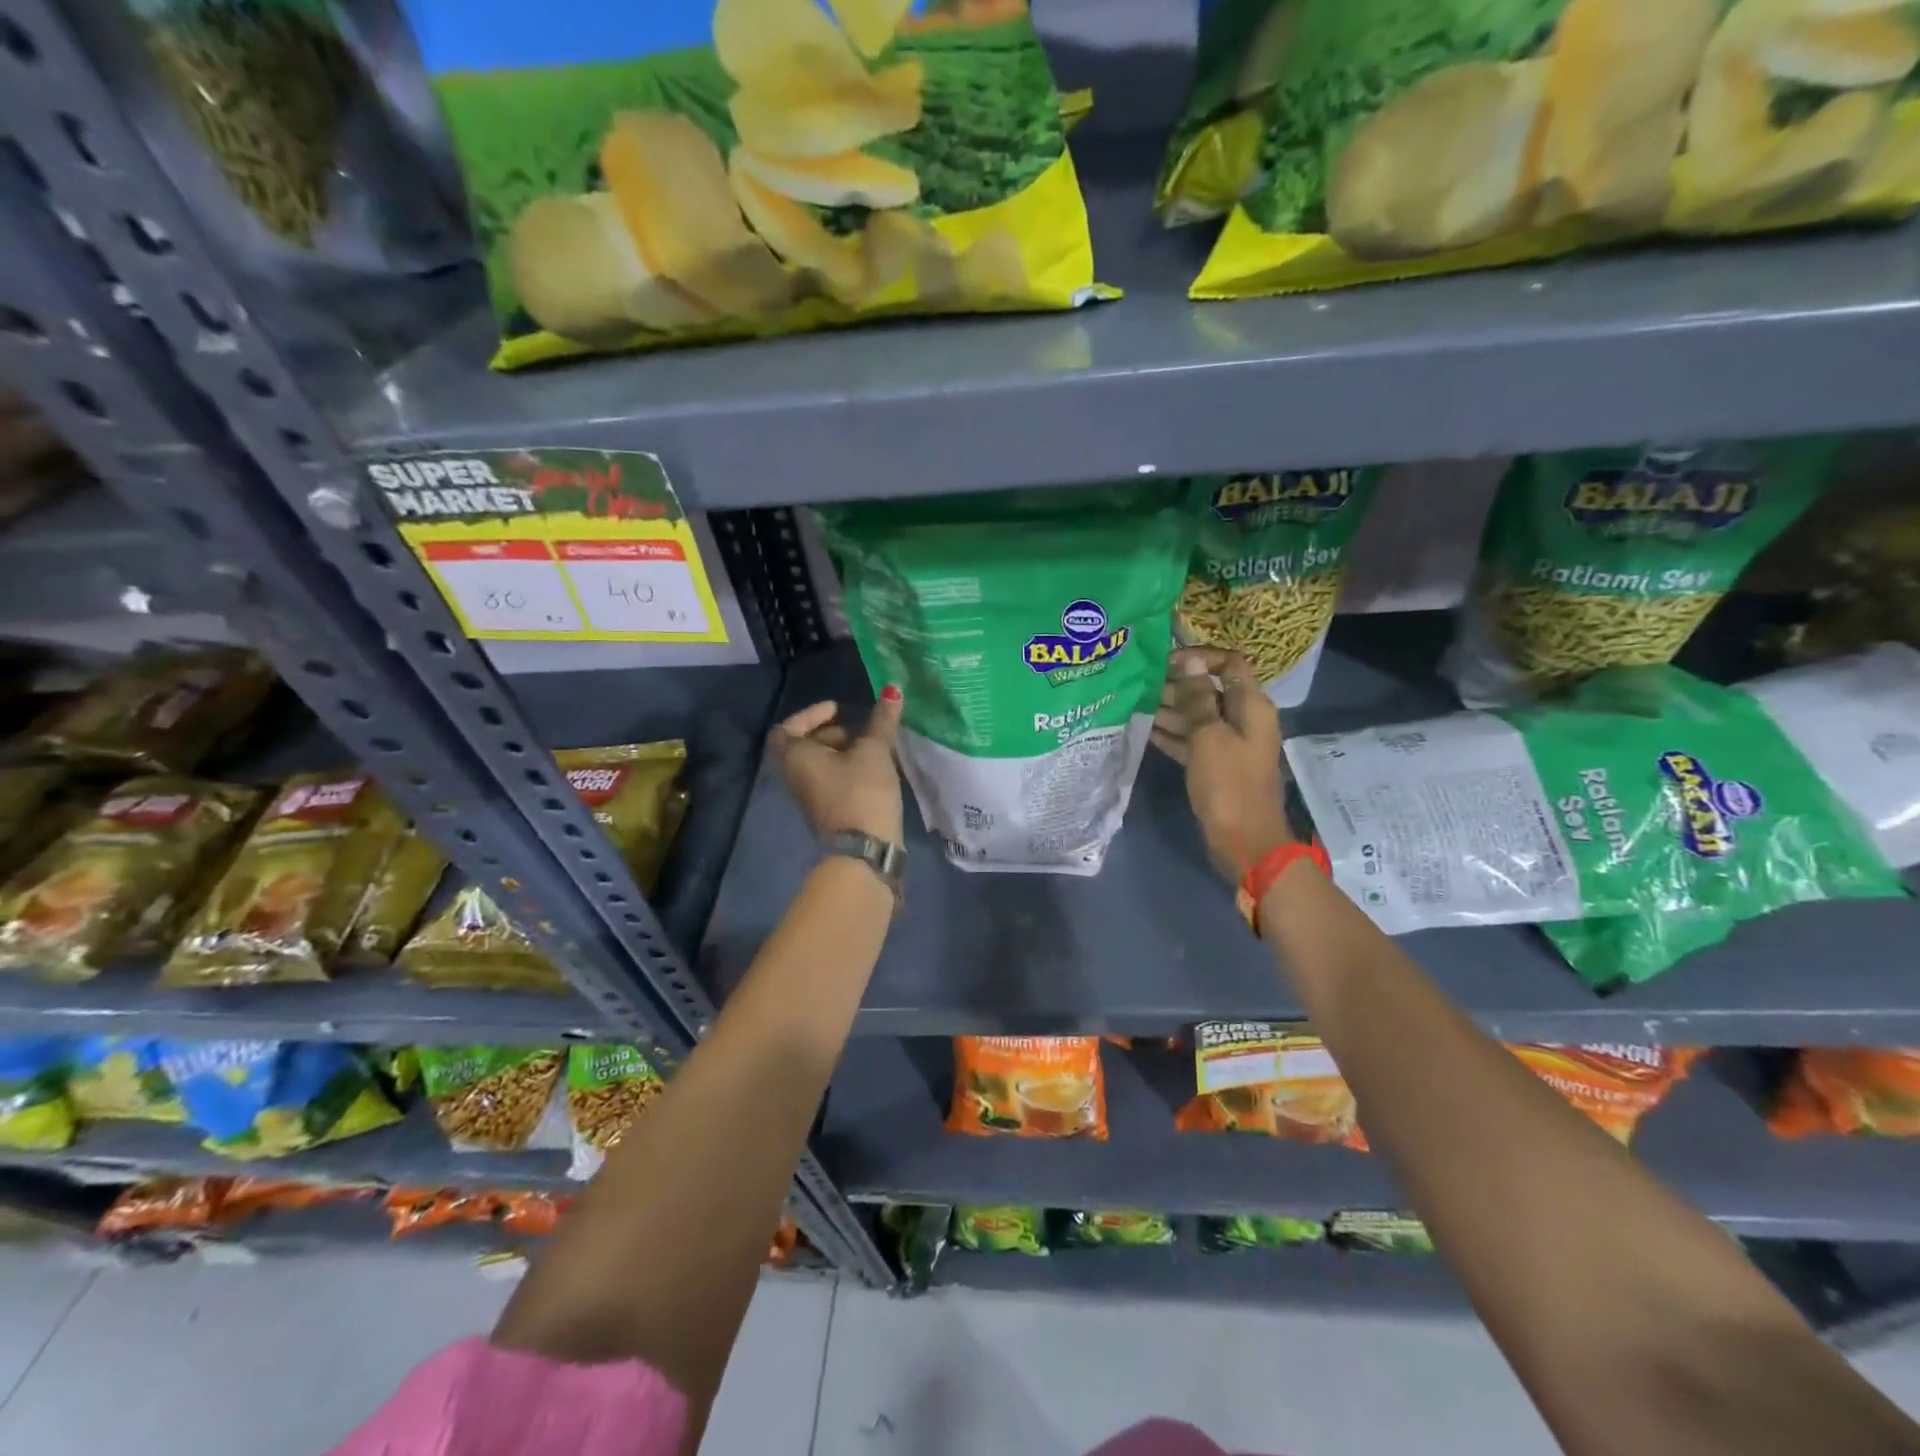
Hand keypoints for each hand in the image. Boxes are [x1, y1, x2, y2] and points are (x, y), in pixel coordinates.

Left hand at [771, 686, 904, 844]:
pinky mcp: (825, 812)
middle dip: (831, 733)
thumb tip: (893, 689)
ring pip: (818, 765)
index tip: (838, 710)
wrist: (865, 849)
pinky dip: (845, 770)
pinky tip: (872, 770)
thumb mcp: (874, 751)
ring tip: (871, 750)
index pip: (787, 727)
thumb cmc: (861, 791)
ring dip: (841, 752)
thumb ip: (881, 721)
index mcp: (795, 757)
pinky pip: (829, 781)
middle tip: (859, 730)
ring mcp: (808, 797)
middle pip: (804, 745)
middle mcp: (794, 776)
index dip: (811, 714)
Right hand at [1151, 647, 1292, 882]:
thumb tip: (1191, 663)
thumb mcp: (1209, 736)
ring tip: (1137, 706)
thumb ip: (1198, 698)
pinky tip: (1146, 731)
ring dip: (1171, 711)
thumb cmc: (1228, 783)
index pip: (1230, 664)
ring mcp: (1230, 744)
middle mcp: (1244, 719)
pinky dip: (1173, 735)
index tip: (1167, 663)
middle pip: (1211, 690)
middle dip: (1179, 686)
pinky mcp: (1217, 766)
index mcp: (1251, 706)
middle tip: (1143, 687)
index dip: (1200, 658)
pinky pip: (1193, 741)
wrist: (1243, 840)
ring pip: (1199, 717)